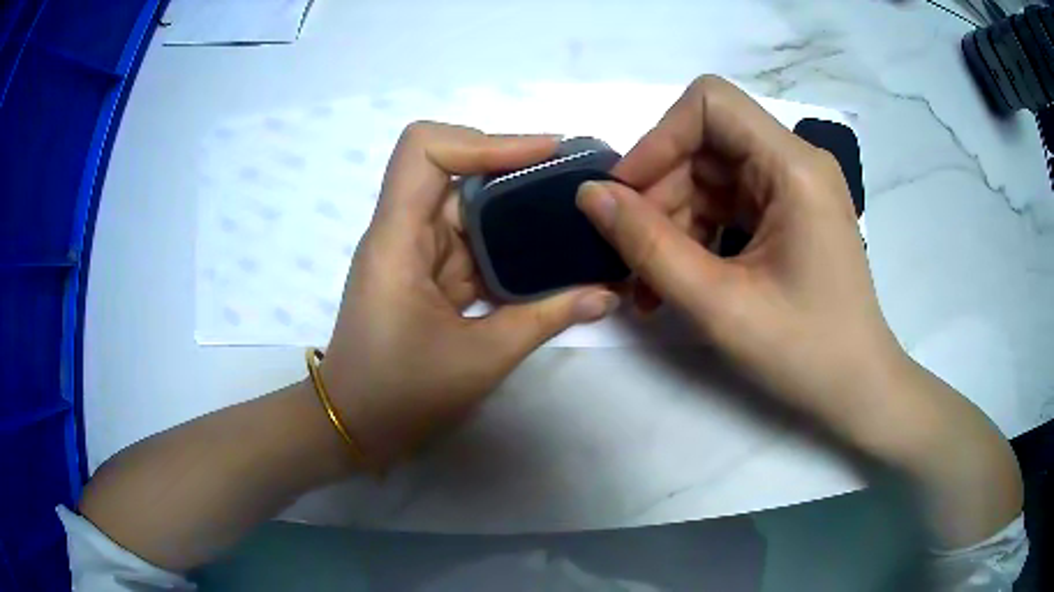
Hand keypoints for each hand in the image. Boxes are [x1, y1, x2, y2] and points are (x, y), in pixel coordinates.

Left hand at [322, 122, 617, 466]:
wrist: (355, 423)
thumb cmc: (400, 394)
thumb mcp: (480, 358)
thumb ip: (546, 319)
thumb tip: (606, 294)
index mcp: (398, 239)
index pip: (424, 150)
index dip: (483, 140)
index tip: (544, 154)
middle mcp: (403, 231)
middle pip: (453, 165)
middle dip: (514, 162)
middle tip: (574, 176)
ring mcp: (415, 250)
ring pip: (466, 200)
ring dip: (517, 200)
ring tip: (574, 207)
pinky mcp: (428, 271)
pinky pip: (471, 237)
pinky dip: (508, 237)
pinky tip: (547, 248)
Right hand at [577, 77, 1022, 546]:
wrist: (858, 390)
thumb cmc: (805, 352)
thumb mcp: (719, 304)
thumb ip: (648, 245)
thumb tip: (589, 194)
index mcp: (794, 167)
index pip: (710, 103)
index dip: (659, 137)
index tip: (626, 194)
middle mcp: (795, 163)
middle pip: (705, 143)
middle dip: (659, 193)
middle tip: (628, 255)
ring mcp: (792, 189)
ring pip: (709, 177)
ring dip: (670, 222)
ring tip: (646, 284)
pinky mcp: (787, 215)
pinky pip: (726, 205)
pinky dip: (694, 235)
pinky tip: (675, 281)